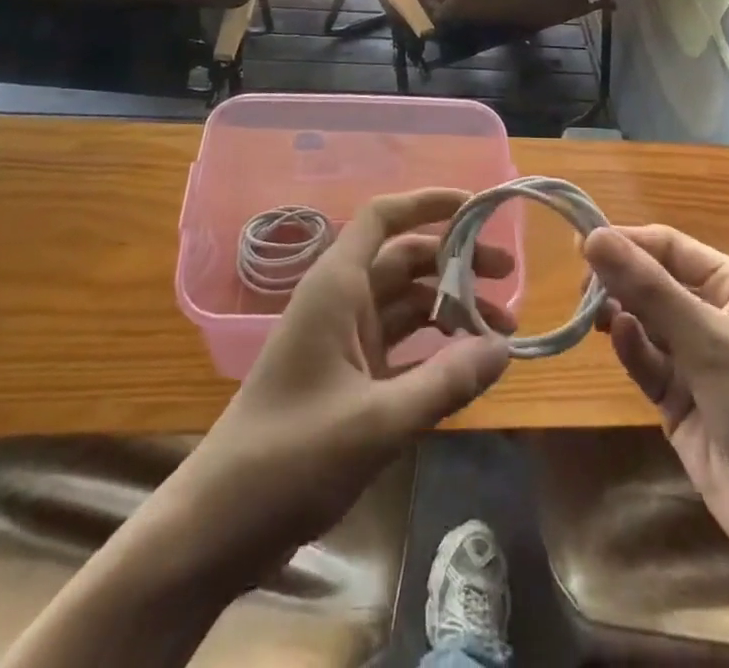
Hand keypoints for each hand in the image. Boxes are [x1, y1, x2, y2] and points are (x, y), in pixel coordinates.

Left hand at [177, 190, 512, 565]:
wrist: (221, 524)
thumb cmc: (291, 457)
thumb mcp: (377, 421)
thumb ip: (445, 382)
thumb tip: (504, 348)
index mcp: (337, 287)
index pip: (383, 217)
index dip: (427, 203)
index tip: (477, 208)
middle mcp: (341, 302)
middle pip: (405, 260)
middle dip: (457, 263)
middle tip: (508, 280)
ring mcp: (344, 340)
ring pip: (407, 304)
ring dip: (451, 309)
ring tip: (502, 332)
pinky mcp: (348, 377)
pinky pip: (401, 345)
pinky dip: (435, 348)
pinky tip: (469, 366)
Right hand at [584, 225, 728, 582]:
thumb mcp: (707, 337)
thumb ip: (648, 287)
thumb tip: (592, 236)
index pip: (667, 246)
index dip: (627, 241)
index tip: (582, 245)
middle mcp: (711, 314)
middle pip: (651, 281)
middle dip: (618, 279)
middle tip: (581, 286)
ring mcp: (694, 359)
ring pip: (643, 320)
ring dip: (618, 313)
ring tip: (594, 314)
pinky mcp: (678, 400)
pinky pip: (645, 361)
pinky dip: (630, 348)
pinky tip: (618, 339)